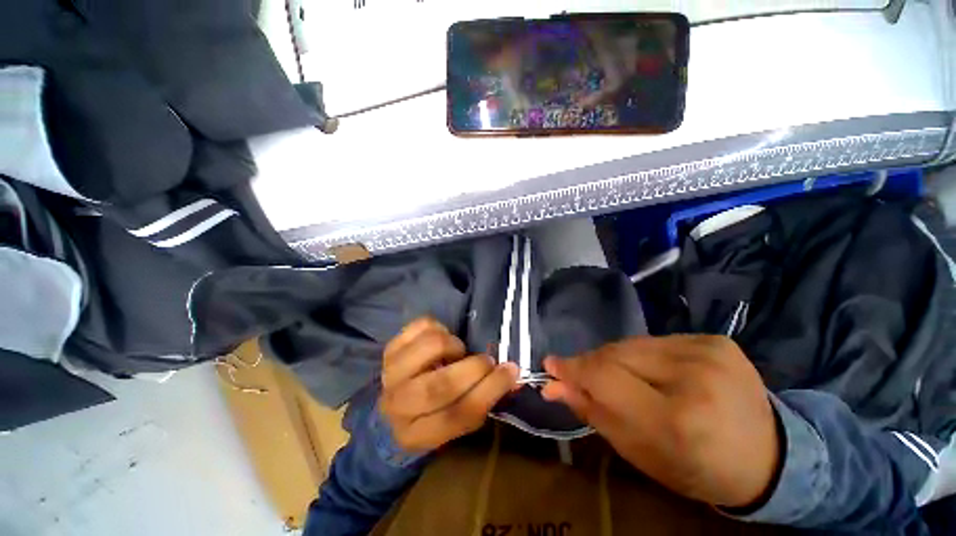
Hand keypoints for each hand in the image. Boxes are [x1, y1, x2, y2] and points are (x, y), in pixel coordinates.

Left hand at [380, 318, 518, 451]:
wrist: (390, 411)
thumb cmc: (431, 415)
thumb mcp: (456, 422)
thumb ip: (484, 400)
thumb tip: (512, 376)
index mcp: (420, 435)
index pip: (459, 414)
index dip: (490, 390)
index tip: (511, 370)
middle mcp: (400, 405)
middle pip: (441, 385)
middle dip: (474, 368)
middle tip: (487, 360)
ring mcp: (392, 372)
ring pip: (430, 347)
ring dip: (453, 345)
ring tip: (457, 352)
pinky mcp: (391, 347)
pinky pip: (421, 326)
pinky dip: (438, 327)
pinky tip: (441, 339)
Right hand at [542, 335, 778, 508]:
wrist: (768, 455)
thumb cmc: (696, 467)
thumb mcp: (638, 452)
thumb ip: (592, 411)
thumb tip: (553, 384)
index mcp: (677, 420)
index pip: (605, 377)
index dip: (572, 368)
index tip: (551, 365)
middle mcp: (694, 378)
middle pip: (614, 354)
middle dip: (592, 364)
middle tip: (582, 376)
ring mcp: (709, 352)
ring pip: (631, 344)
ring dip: (615, 359)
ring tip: (622, 379)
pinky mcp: (715, 339)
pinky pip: (654, 341)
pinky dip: (641, 355)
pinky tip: (653, 372)